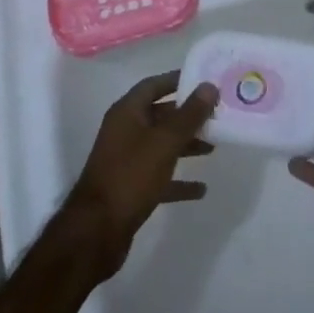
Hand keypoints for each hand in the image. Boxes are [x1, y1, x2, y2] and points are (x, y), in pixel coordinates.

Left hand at [64, 73, 217, 280]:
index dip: (178, 80)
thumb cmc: (131, 176)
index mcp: (127, 113)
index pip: (153, 85)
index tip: (205, 80)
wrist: (96, 232)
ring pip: (162, 145)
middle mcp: (124, 132)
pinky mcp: (130, 188)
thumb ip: (189, 114)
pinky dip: (179, 180)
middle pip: (160, 115)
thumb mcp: (165, 142)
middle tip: (217, 115)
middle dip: (188, 115)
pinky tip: (201, 189)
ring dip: (186, 145)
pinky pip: (160, 176)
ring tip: (214, 147)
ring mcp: (126, 161)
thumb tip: (209, 86)